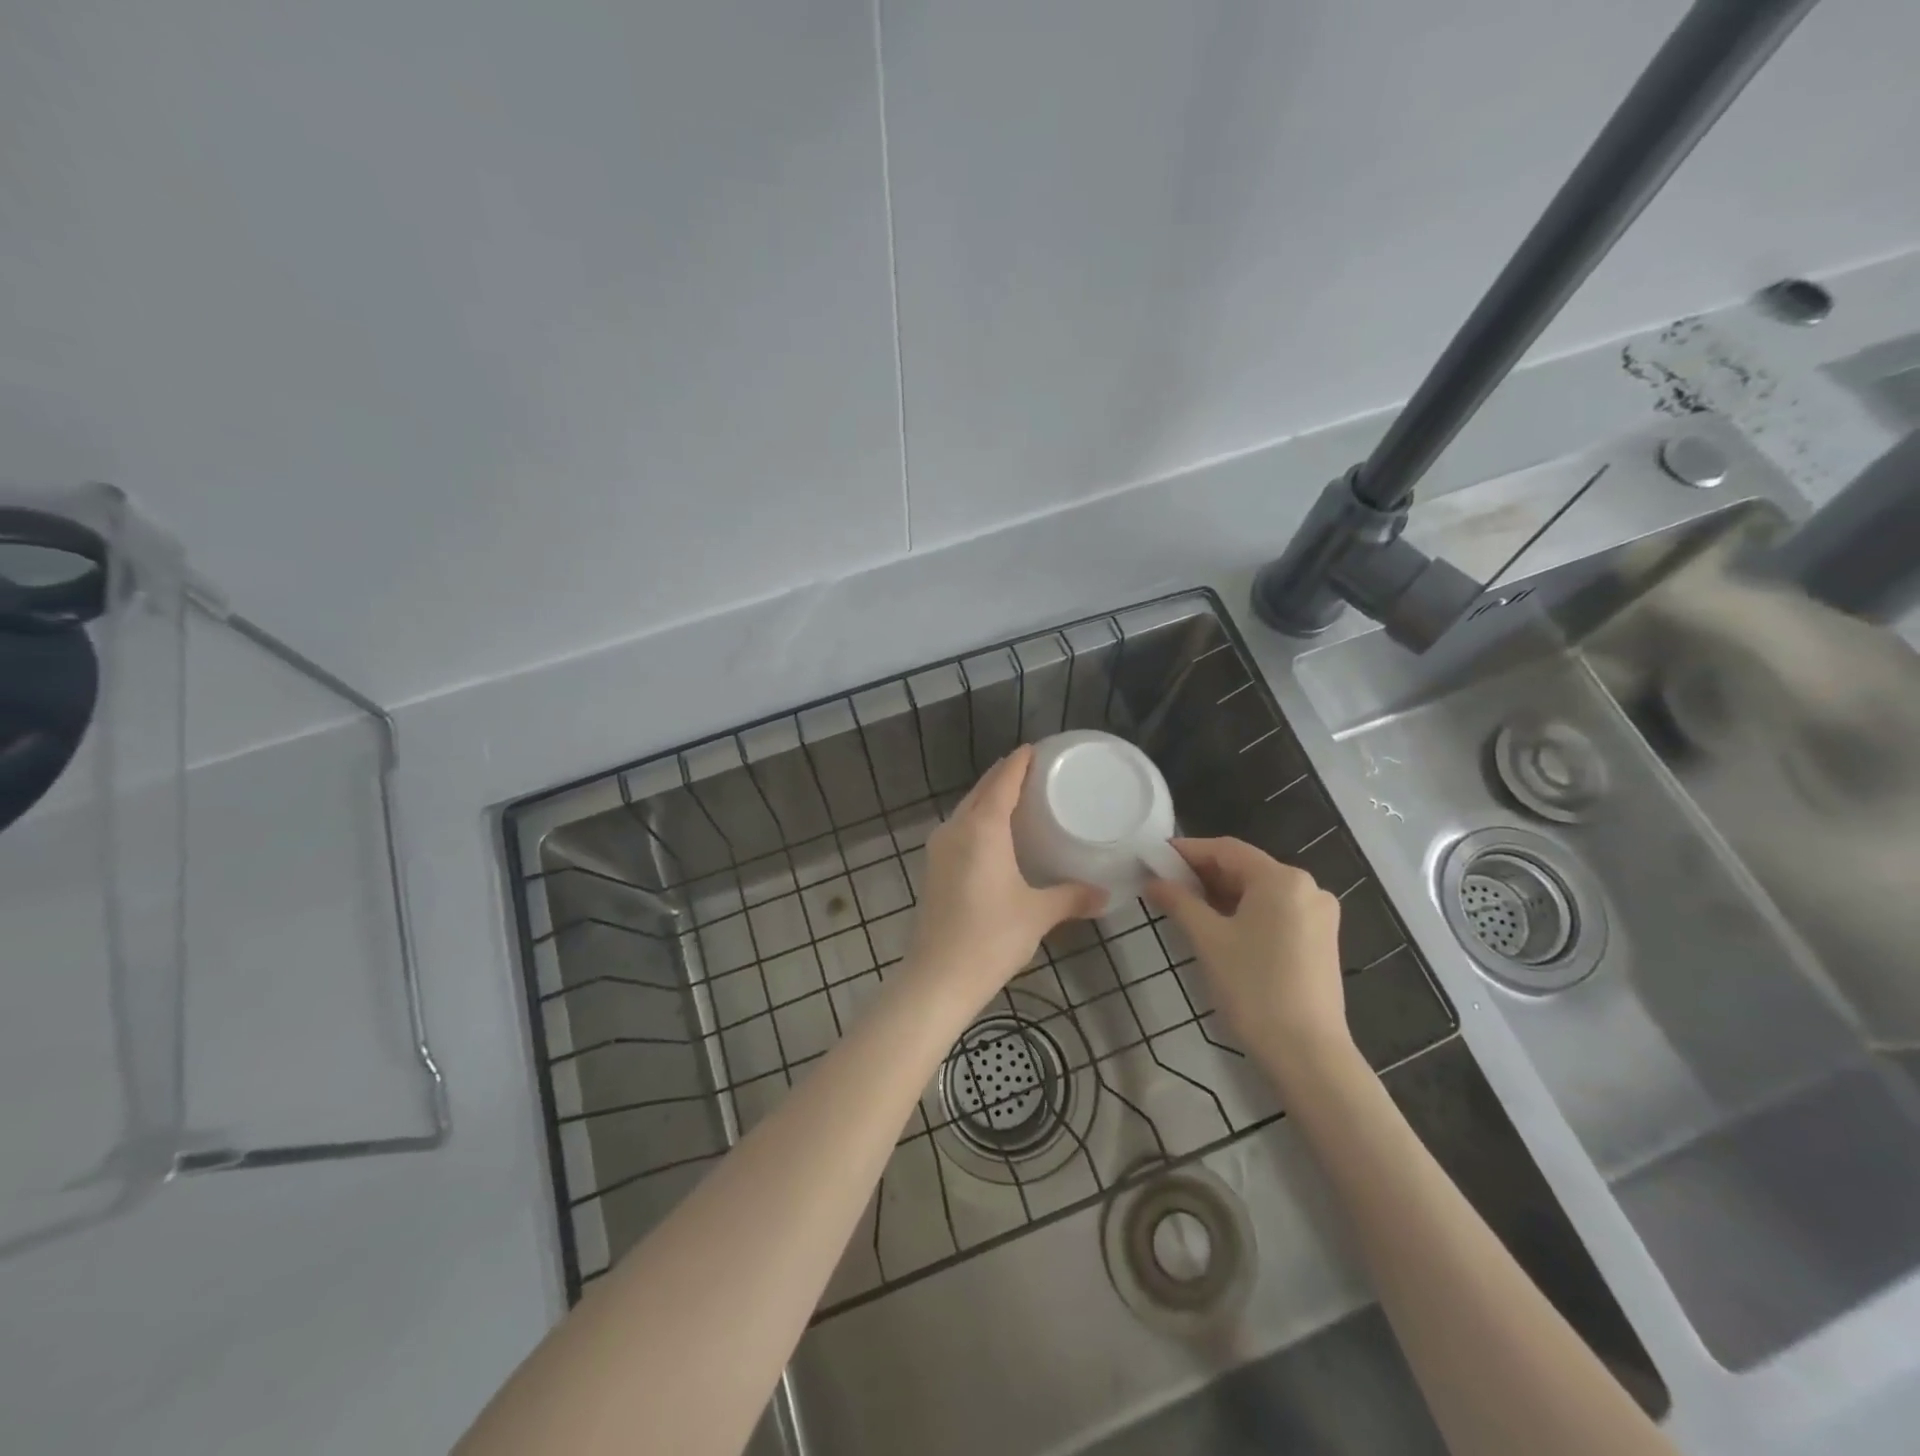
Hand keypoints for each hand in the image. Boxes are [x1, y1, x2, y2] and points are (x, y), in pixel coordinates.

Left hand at [908, 746, 1103, 1011]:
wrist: (937, 978)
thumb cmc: (991, 938)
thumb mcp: (1038, 914)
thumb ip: (1072, 897)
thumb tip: (1105, 894)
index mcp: (982, 828)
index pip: (1003, 780)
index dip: (1020, 762)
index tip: (1037, 749)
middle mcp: (956, 828)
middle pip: (982, 790)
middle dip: (1005, 775)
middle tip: (1035, 771)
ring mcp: (939, 848)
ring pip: (967, 809)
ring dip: (989, 797)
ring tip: (1019, 798)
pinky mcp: (933, 868)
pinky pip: (959, 829)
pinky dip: (978, 820)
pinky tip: (995, 835)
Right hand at [1145, 837, 1348, 1070]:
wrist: (1307, 1053)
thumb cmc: (1253, 987)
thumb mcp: (1208, 940)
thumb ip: (1179, 902)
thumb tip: (1154, 881)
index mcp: (1282, 879)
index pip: (1226, 850)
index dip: (1187, 851)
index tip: (1154, 858)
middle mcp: (1307, 887)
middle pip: (1245, 868)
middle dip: (1203, 874)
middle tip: (1164, 884)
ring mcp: (1318, 915)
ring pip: (1260, 891)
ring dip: (1222, 894)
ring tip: (1184, 906)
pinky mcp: (1320, 940)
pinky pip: (1275, 912)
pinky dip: (1245, 912)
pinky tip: (1218, 927)